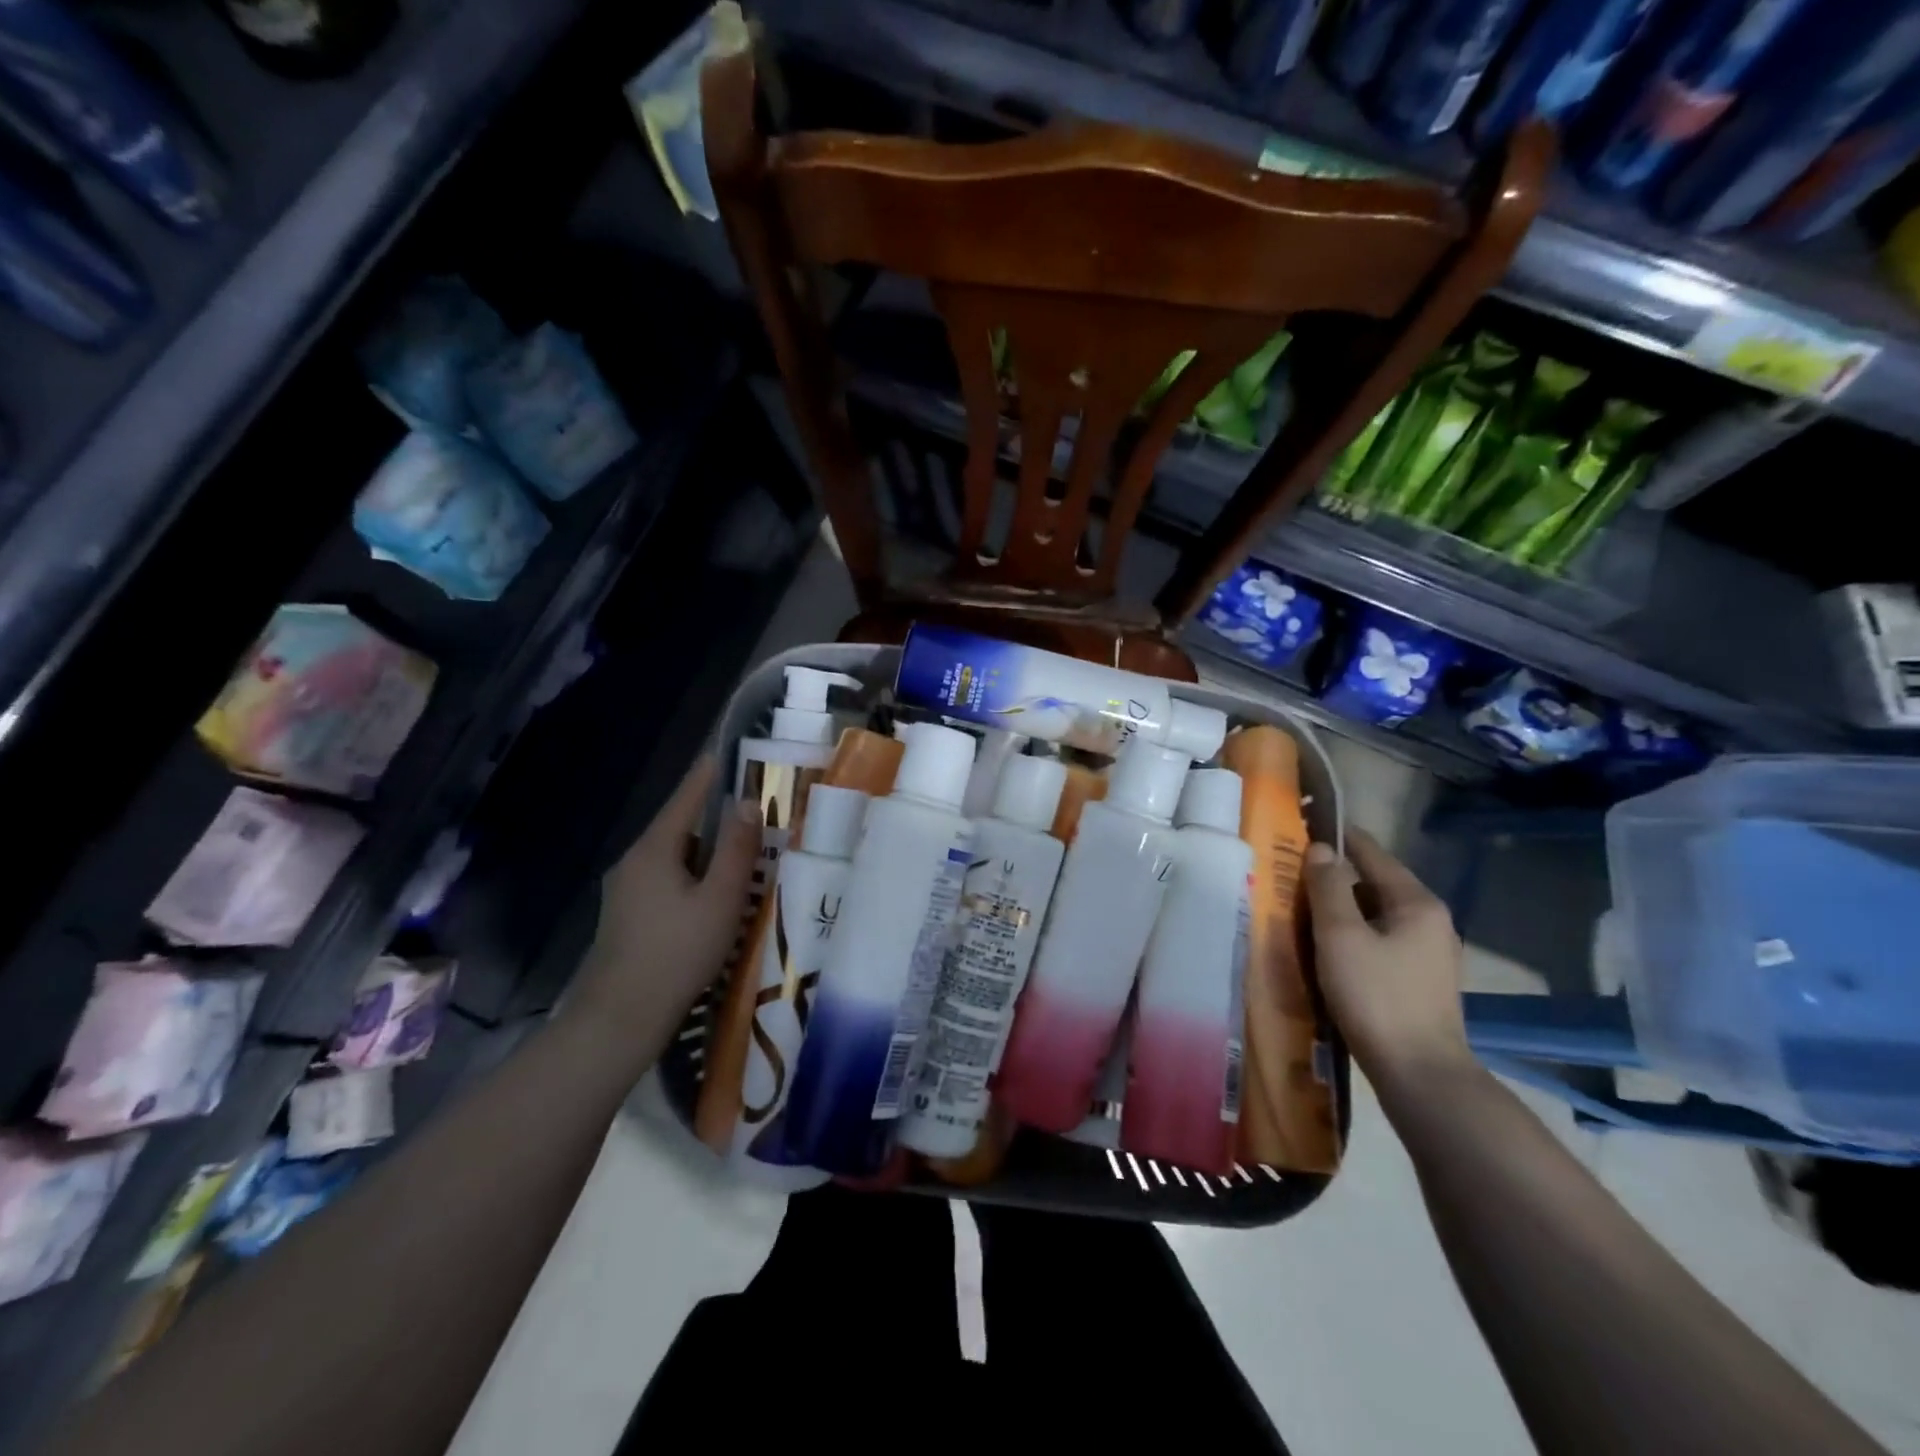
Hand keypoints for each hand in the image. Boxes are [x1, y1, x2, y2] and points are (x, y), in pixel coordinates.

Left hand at [565, 754, 760, 1069]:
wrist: (618, 1020)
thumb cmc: (677, 952)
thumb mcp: (720, 899)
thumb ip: (737, 850)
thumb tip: (747, 804)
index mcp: (654, 850)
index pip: (684, 799)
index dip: (706, 777)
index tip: (722, 755)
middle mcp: (633, 863)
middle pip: (678, 830)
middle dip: (712, 821)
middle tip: (750, 819)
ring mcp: (624, 892)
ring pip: (672, 859)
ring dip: (704, 856)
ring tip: (739, 863)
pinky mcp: (625, 918)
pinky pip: (665, 883)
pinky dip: (691, 879)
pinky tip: (711, 902)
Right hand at [1304, 828, 1475, 1099]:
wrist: (1421, 1076)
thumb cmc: (1377, 998)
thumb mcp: (1341, 937)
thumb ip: (1328, 888)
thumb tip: (1321, 849)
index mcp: (1417, 902)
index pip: (1371, 852)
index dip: (1336, 837)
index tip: (1300, 829)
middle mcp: (1430, 920)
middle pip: (1374, 882)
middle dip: (1333, 876)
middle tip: (1288, 874)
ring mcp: (1429, 953)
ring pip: (1375, 914)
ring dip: (1341, 908)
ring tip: (1300, 908)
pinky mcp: (1420, 980)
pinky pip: (1380, 940)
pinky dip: (1353, 934)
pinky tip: (1327, 947)